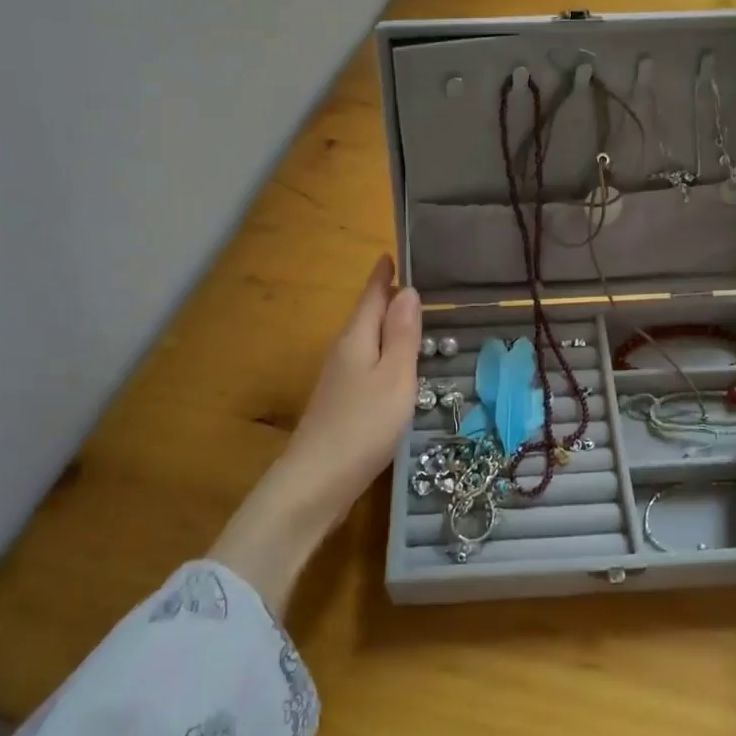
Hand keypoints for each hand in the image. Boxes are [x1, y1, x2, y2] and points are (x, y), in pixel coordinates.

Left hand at [277, 253, 421, 522]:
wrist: (316, 482)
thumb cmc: (363, 425)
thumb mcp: (394, 376)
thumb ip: (401, 334)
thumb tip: (407, 290)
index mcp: (356, 338)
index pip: (372, 296)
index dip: (383, 275)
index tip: (392, 253)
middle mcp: (344, 352)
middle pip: (367, 316)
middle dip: (388, 297)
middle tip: (418, 283)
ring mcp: (339, 380)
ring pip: (367, 341)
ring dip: (387, 326)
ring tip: (414, 318)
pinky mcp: (341, 404)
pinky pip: (367, 365)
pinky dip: (384, 354)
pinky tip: (397, 366)